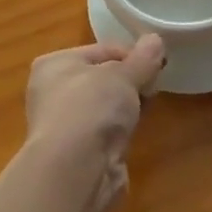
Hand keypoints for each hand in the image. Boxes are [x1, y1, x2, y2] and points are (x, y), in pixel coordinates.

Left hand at [24, 35, 164, 211]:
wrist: (75, 171)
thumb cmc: (91, 107)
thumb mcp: (123, 75)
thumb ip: (142, 59)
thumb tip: (156, 40)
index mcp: (54, 65)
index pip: (101, 51)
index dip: (131, 54)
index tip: (157, 62)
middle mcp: (54, 92)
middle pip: (103, 78)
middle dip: (130, 80)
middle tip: (156, 82)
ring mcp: (65, 125)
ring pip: (105, 106)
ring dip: (127, 105)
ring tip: (150, 102)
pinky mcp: (80, 154)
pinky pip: (107, 131)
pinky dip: (122, 129)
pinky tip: (137, 129)